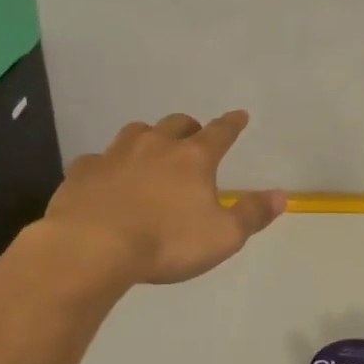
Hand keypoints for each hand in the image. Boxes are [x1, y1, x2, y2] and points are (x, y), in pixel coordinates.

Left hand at [40, 111, 285, 286]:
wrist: (92, 248)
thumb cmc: (167, 242)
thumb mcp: (223, 237)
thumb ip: (252, 214)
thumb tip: (281, 195)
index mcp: (193, 158)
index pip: (220, 133)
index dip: (232, 124)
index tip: (240, 115)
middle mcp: (155, 146)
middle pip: (176, 124)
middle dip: (189, 127)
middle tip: (194, 137)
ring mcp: (115, 155)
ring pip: (136, 132)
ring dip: (148, 137)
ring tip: (151, 150)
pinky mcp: (83, 172)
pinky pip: (98, 159)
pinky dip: (108, 164)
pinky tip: (107, 177)